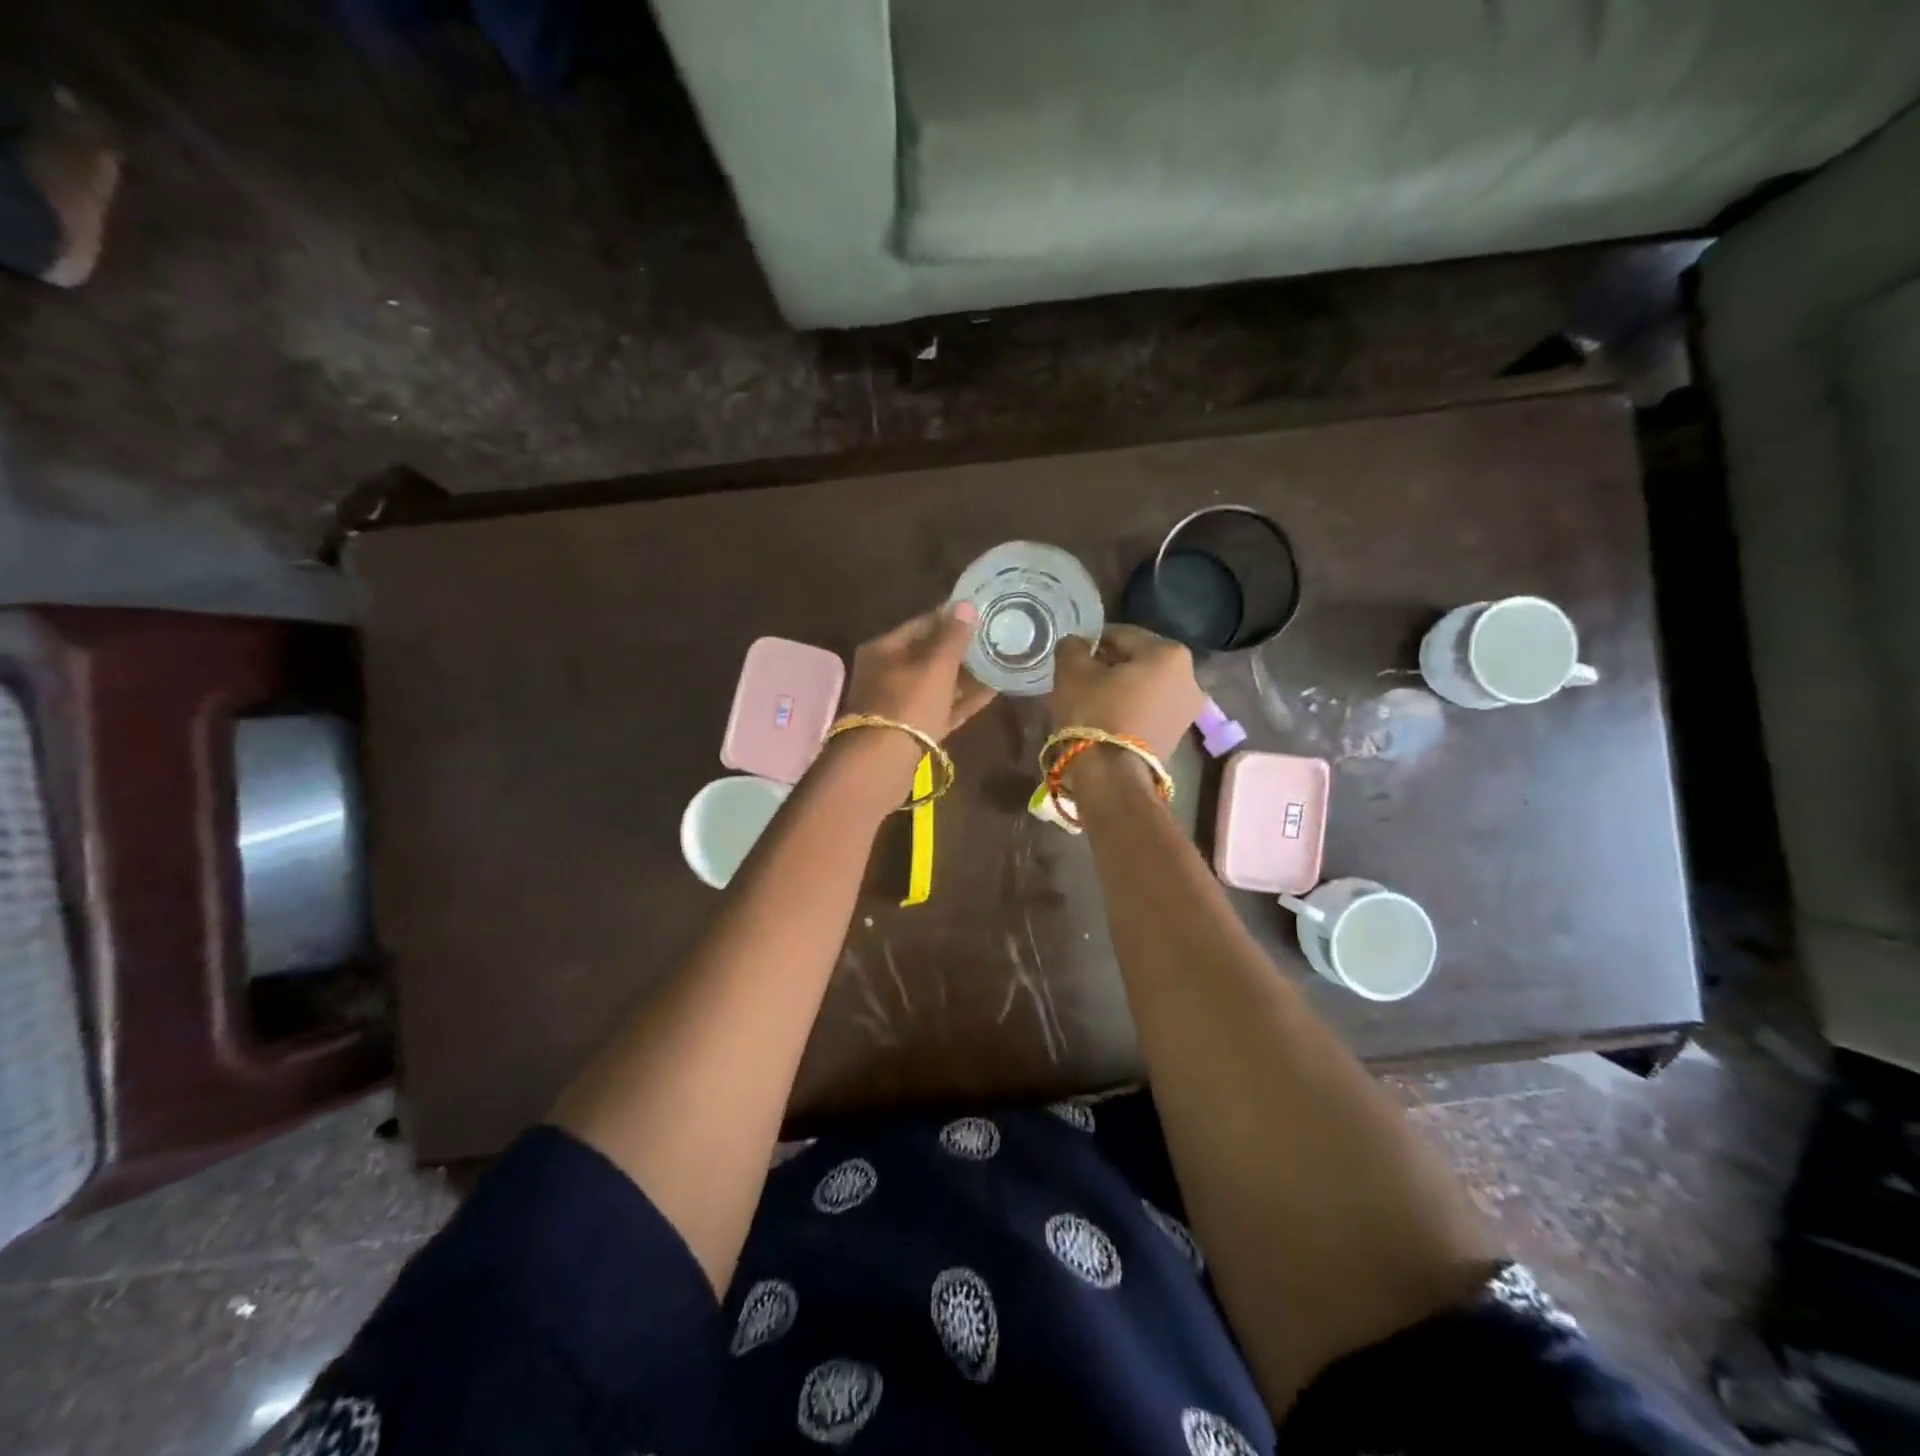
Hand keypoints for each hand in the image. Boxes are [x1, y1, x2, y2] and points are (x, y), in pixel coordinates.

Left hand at [844, 602, 995, 740]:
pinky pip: (941, 708)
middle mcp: (886, 673)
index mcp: (884, 650)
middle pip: (927, 655)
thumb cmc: (908, 704)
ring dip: (965, 675)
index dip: (950, 618)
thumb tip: (966, 605)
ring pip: (936, 683)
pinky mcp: (912, 730)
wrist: (883, 763)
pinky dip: (963, 700)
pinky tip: (992, 691)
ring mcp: (898, 704)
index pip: (921, 624)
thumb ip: (953, 637)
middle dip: (959, 648)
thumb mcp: (935, 666)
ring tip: (998, 662)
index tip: (980, 613)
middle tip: (993, 638)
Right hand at [1049, 624, 1202, 763]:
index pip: (1123, 634)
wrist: (1113, 777)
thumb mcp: (1072, 672)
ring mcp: (1188, 709)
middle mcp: (1189, 677)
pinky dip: (1131, 707)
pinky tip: (1106, 716)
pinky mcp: (1178, 735)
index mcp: (1169, 653)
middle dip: (1110, 664)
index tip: (1074, 652)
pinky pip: (1150, 709)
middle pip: (1139, 660)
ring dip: (1121, 687)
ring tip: (1091, 698)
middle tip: (1081, 675)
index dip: (1094, 641)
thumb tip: (1076, 644)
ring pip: (1146, 686)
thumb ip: (1073, 647)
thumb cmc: (1095, 714)